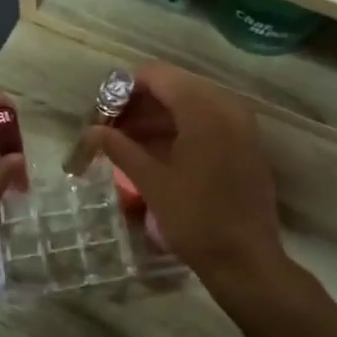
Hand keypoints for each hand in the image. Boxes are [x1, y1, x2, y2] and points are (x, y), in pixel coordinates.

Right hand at [82, 63, 286, 287]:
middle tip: (110, 127)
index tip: (100, 112)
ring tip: (125, 141)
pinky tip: (153, 150)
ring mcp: (240, 124)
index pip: (157, 75)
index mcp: (204, 110)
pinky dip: (179, 128)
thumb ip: (120, 148)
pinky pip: (206, 121)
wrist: (246, 260)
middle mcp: (226, 106)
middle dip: (139, 103)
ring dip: (157, 116)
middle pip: (174, 86)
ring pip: (190, 104)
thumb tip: (91, 131)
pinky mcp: (245, 143)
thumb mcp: (152, 182)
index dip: (123, 88)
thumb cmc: (196, 219)